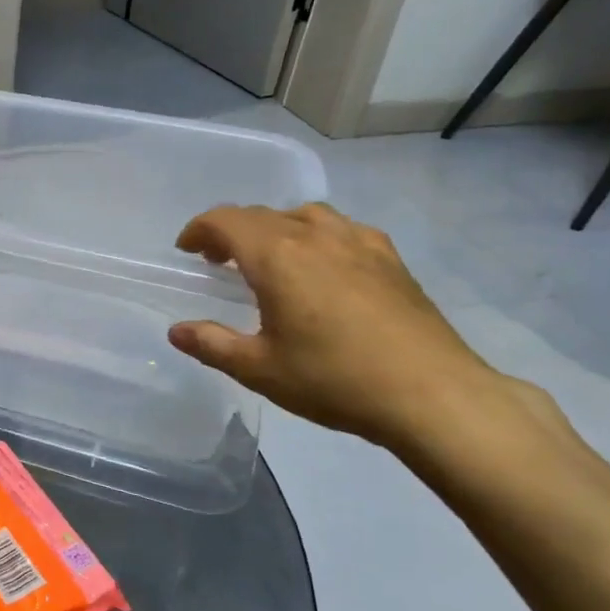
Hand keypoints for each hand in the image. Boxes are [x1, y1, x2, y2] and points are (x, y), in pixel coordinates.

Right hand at [167, 203, 505, 449]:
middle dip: (231, 232)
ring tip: (269, 259)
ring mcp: (359, 243)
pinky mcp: (391, 260)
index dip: (199, 229)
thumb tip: (176, 331)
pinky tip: (323, 266)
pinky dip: (317, 235)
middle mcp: (316, 236)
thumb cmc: (334, 379)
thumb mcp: (258, 369)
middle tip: (217, 263)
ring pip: (304, 215)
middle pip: (262, 214)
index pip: (226, 220)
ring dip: (275, 228)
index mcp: (277, 256)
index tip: (186, 251)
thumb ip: (211, 344)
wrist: (433, 395)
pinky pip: (343, 229)